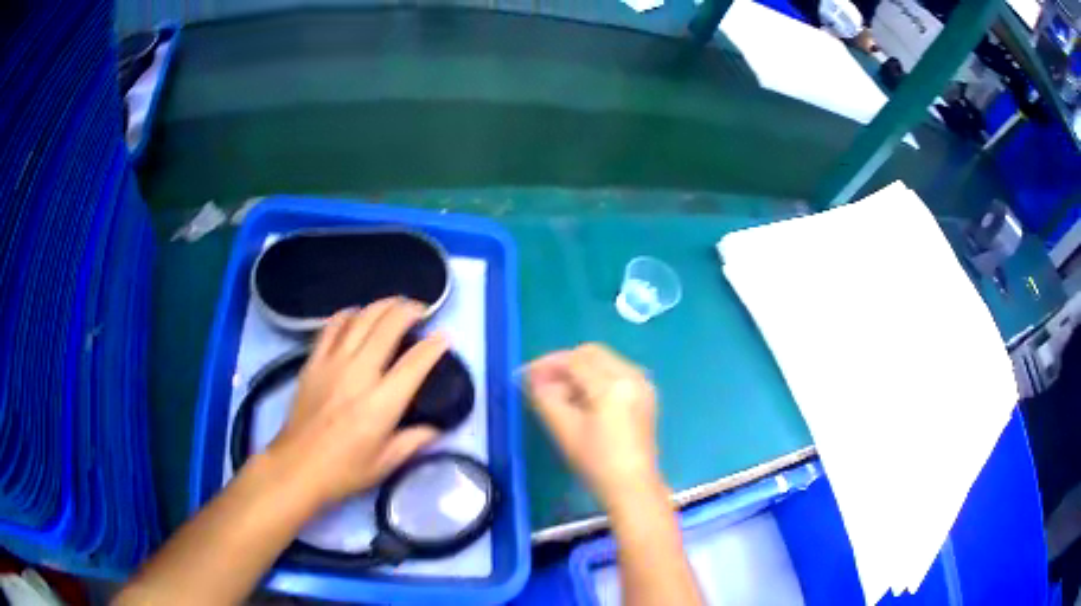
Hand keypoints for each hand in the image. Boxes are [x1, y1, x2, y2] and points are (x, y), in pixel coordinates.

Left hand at [265, 298, 446, 508]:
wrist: (297, 467)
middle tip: (421, 310)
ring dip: (382, 306)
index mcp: (381, 404)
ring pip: (360, 318)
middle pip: (387, 327)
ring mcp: (332, 364)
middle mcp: (358, 375)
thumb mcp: (386, 464)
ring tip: (395, 305)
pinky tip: (357, 314)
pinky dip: (348, 314)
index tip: (444, 336)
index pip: (415, 364)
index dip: (434, 345)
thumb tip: (437, 427)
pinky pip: (332, 326)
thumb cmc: (344, 471)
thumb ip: (415, 440)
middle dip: (409, 311)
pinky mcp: (313, 362)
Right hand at [526, 344, 661, 509]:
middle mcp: (632, 376)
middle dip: (564, 363)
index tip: (526, 375)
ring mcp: (643, 385)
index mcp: (613, 385)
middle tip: (542, 381)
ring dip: (580, 370)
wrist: (633, 487)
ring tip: (559, 393)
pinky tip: (582, 399)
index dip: (547, 364)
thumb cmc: (597, 462)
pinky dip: (596, 378)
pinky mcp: (645, 396)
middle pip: (592, 354)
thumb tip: (534, 378)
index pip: (575, 360)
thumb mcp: (564, 430)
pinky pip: (616, 373)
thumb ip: (545, 398)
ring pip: (605, 362)